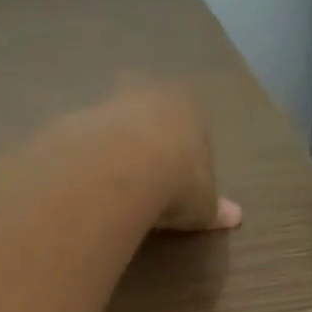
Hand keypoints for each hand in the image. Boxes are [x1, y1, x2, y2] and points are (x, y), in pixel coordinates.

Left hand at [96, 81, 241, 233]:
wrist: (122, 168)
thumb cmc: (178, 182)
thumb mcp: (203, 205)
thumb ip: (215, 208)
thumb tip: (236, 216)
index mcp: (189, 111)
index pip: (190, 128)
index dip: (185, 156)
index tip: (178, 184)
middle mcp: (150, 95)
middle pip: (149, 116)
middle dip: (147, 141)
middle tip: (143, 178)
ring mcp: (110, 101)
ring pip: (114, 122)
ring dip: (113, 146)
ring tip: (112, 184)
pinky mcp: (76, 114)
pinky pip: (83, 137)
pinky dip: (85, 155)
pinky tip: (86, 182)